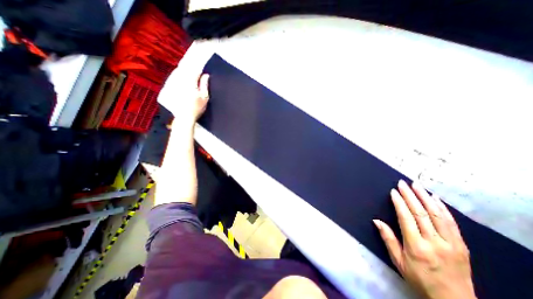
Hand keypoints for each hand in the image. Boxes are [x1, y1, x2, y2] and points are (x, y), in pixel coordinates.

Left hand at [160, 72, 209, 128]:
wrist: (184, 117)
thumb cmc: (197, 107)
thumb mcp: (204, 97)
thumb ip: (204, 84)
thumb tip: (206, 75)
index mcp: (190, 82)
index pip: (194, 71)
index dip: (199, 69)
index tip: (202, 71)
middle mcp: (180, 80)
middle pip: (185, 69)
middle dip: (190, 68)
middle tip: (195, 69)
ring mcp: (173, 83)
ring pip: (177, 72)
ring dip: (183, 70)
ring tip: (189, 71)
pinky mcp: (168, 87)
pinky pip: (172, 77)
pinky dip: (177, 75)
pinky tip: (180, 77)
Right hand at [372, 180, 475, 298]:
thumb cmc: (420, 279)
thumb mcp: (398, 261)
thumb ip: (388, 239)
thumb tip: (376, 220)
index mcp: (417, 247)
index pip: (406, 218)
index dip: (399, 203)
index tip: (393, 191)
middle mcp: (435, 243)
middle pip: (421, 213)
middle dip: (411, 195)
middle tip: (403, 183)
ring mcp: (451, 244)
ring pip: (437, 215)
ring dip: (426, 197)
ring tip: (417, 185)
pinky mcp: (462, 246)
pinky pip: (452, 223)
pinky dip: (443, 208)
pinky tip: (435, 198)